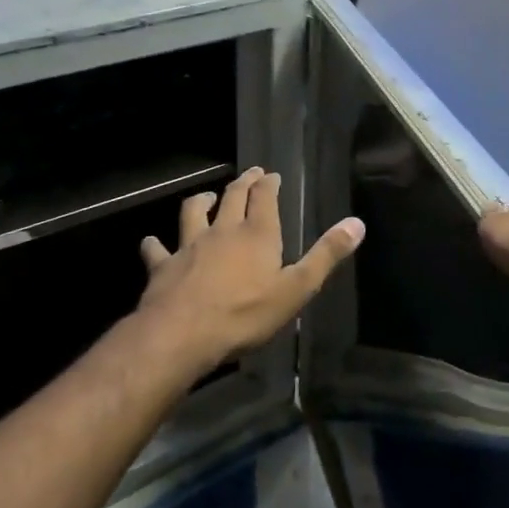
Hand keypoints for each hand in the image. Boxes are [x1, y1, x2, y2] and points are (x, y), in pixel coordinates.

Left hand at [136, 168, 365, 376]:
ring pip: (193, 213)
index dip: (269, 183)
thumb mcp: (297, 289)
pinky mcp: (163, 267)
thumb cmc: (246, 313)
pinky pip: (157, 250)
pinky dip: (154, 244)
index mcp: (257, 234)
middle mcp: (223, 231)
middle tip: (250, 173)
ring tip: (205, 196)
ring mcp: (189, 246)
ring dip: (200, 202)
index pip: (265, 197)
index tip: (271, 174)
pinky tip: (151, 242)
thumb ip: (326, 255)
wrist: (183, 334)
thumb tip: (357, 224)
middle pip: (232, 197)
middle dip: (243, 182)